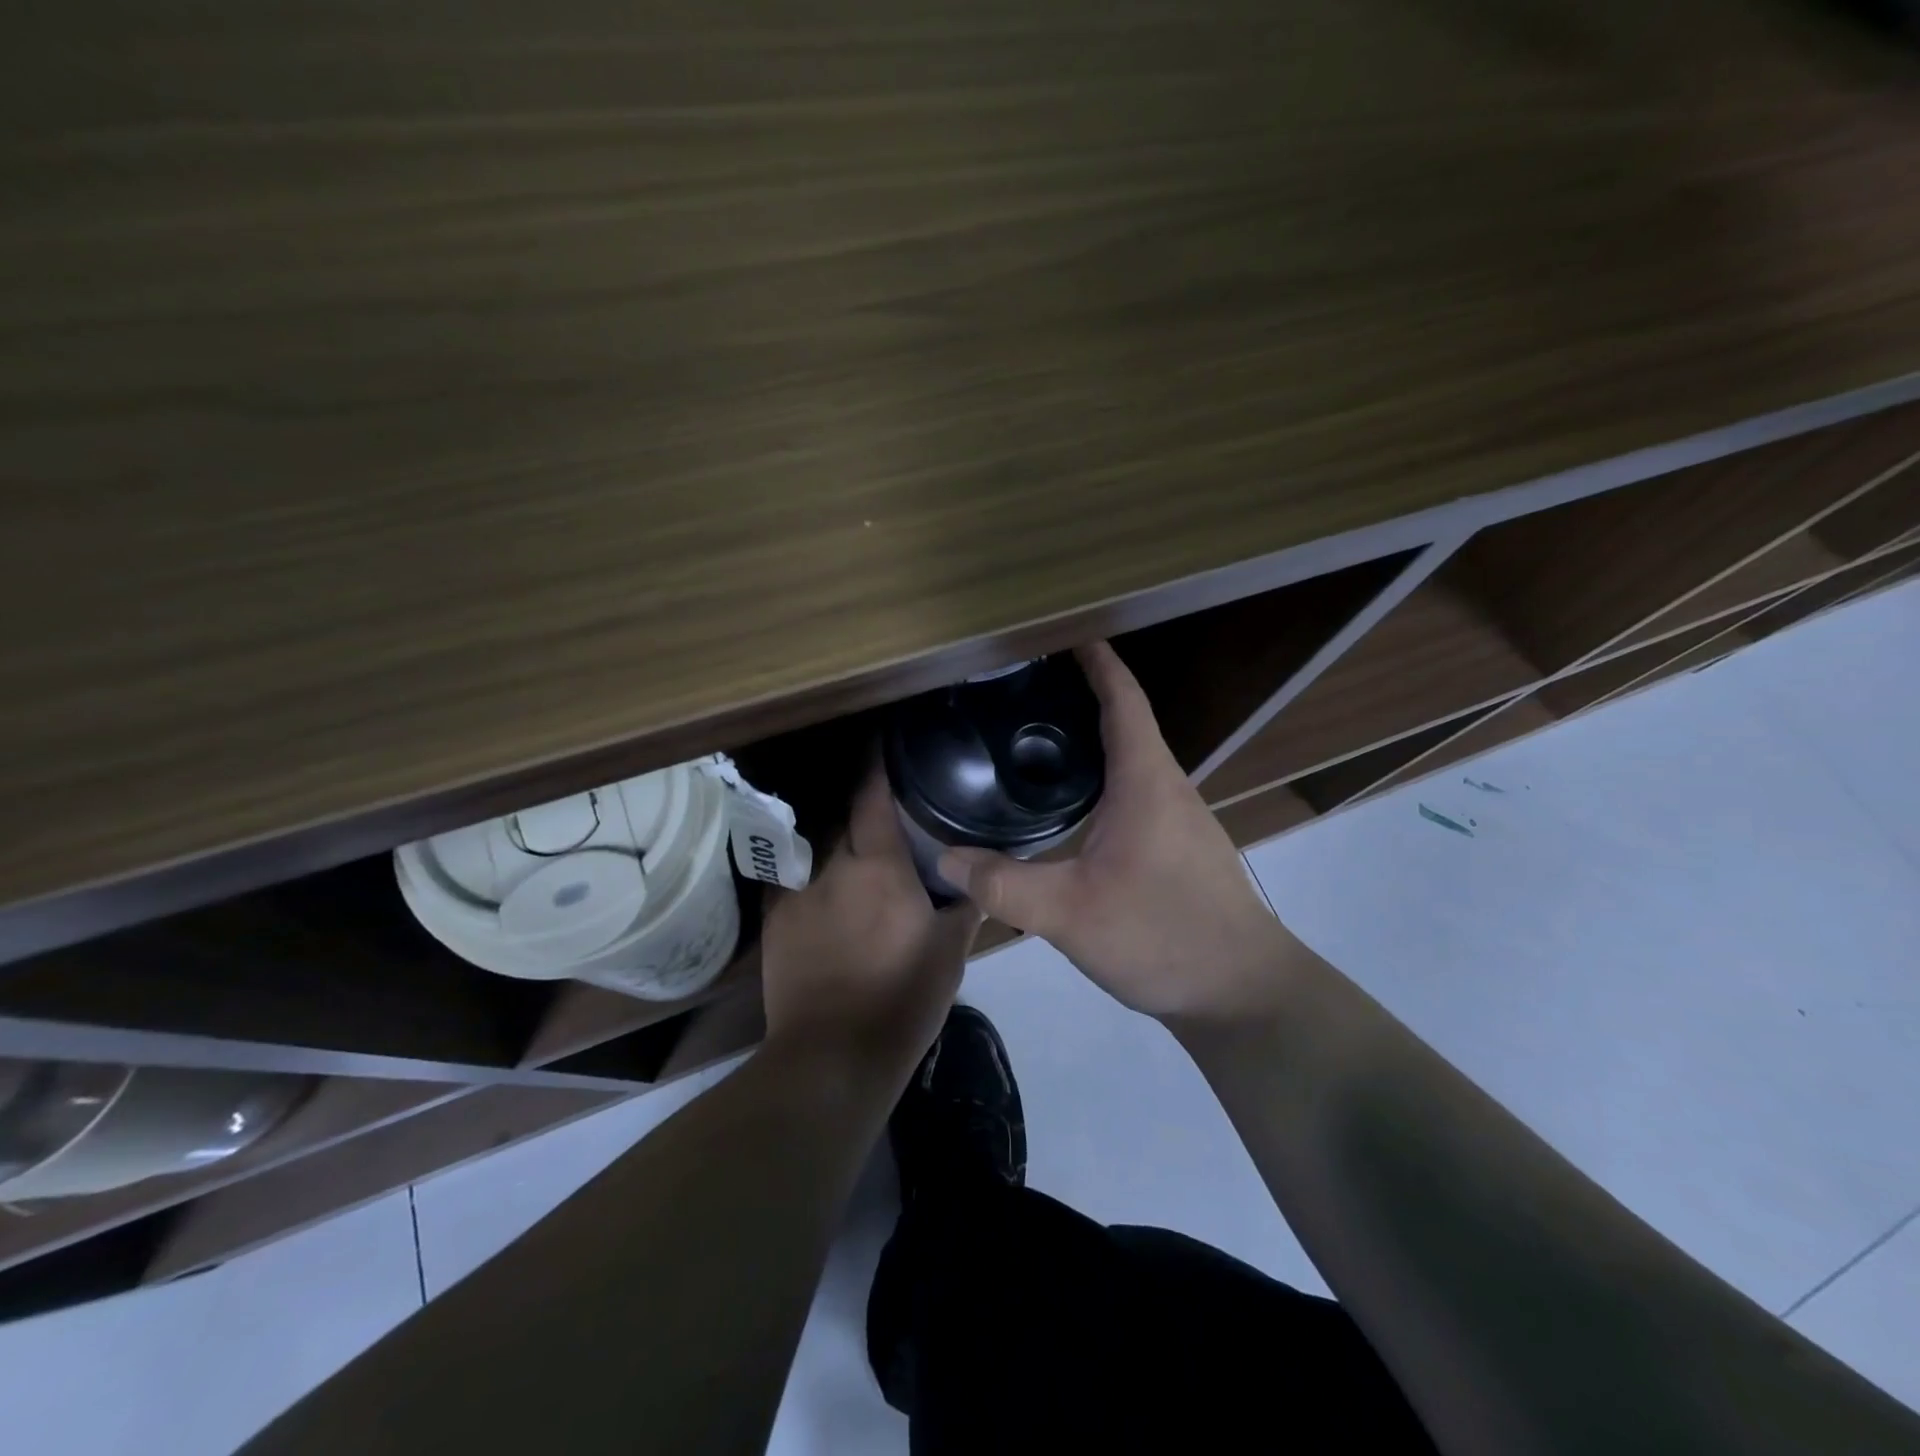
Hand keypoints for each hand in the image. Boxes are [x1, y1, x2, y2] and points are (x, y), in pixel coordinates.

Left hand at [760, 763, 981, 1081]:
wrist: (833, 1054)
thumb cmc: (902, 999)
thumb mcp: (950, 953)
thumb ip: (964, 906)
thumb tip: (974, 878)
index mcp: (880, 868)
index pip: (873, 798)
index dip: (876, 765)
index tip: (881, 741)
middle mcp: (833, 866)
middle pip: (840, 815)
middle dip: (855, 801)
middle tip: (874, 796)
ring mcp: (797, 891)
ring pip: (813, 843)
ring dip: (830, 832)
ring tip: (843, 828)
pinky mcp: (773, 919)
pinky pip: (788, 873)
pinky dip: (804, 863)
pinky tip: (813, 869)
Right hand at [937, 642, 1287, 1021]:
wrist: (1242, 992)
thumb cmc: (1163, 936)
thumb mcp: (1070, 914)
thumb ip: (1003, 885)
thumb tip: (946, 858)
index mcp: (1146, 780)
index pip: (1123, 698)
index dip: (1096, 661)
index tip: (1061, 636)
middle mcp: (1167, 786)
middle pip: (1125, 721)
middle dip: (1079, 696)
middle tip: (1021, 691)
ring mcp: (1177, 817)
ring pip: (1130, 759)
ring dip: (1090, 739)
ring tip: (1033, 740)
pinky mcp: (1176, 846)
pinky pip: (1134, 791)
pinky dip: (1100, 777)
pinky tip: (1068, 804)